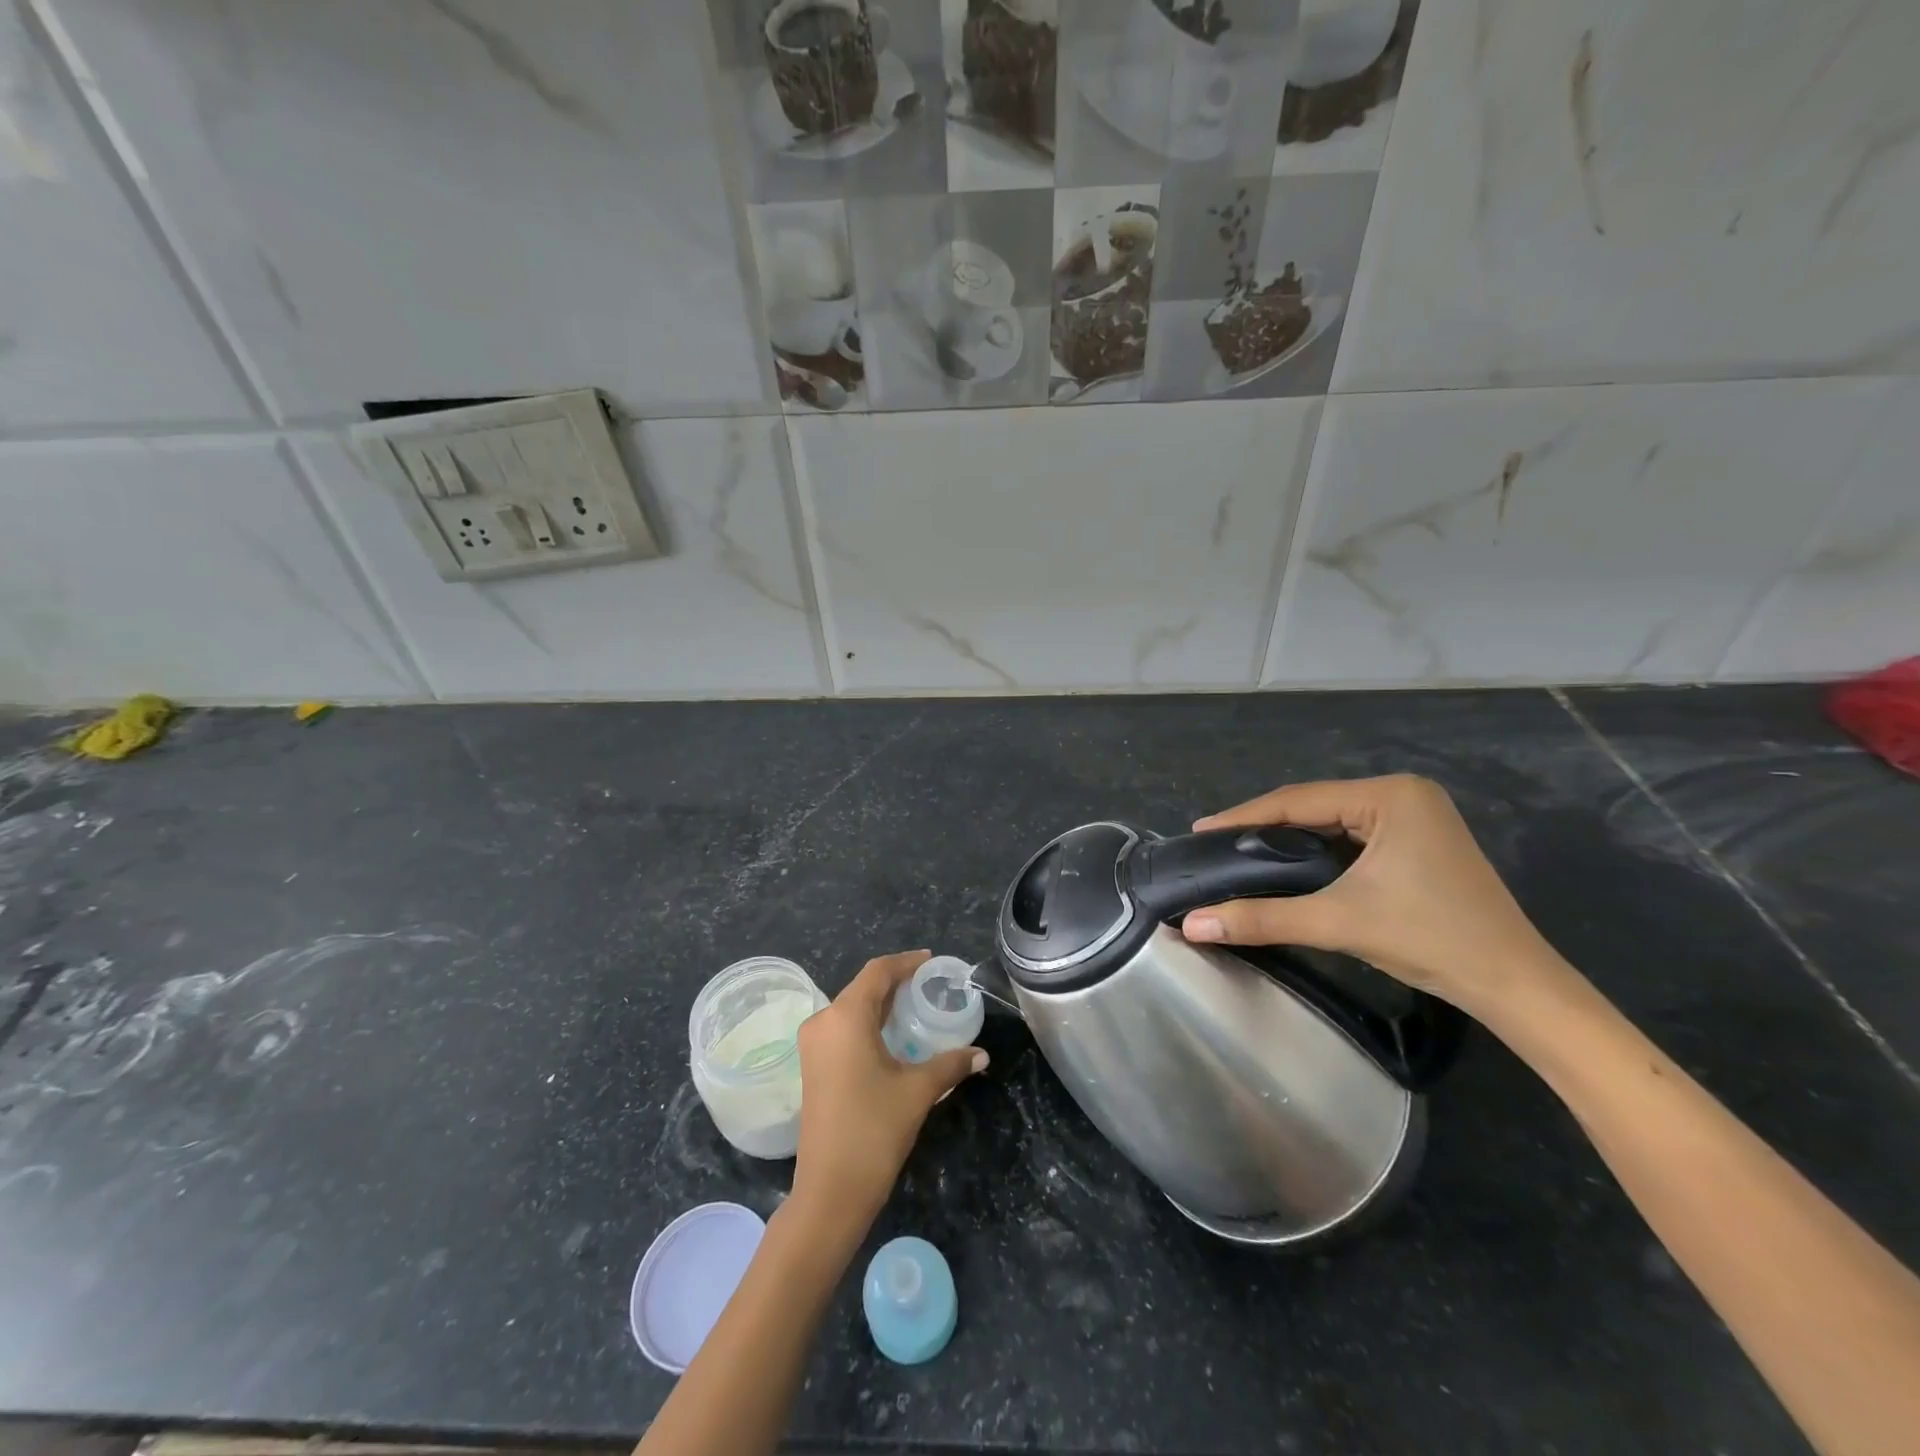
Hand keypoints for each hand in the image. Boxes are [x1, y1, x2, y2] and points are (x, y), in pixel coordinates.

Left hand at [791, 950, 987, 1223]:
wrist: (830, 1191)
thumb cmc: (873, 1130)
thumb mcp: (918, 1091)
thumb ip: (950, 1064)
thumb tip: (982, 1054)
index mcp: (845, 1017)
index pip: (877, 972)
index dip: (905, 962)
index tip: (931, 961)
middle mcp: (823, 1022)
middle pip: (863, 988)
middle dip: (896, 982)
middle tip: (930, 984)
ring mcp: (813, 1045)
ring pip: (852, 1009)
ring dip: (882, 1004)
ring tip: (916, 1005)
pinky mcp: (813, 1066)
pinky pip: (843, 1028)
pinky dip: (869, 1023)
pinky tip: (893, 1035)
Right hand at [1180, 775, 1565, 1016]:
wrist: (1515, 986)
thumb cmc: (1430, 939)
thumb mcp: (1338, 921)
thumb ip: (1261, 917)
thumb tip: (1192, 924)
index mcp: (1390, 795)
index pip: (1298, 800)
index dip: (1244, 816)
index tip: (1201, 830)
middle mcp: (1403, 794)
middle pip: (1314, 807)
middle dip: (1264, 827)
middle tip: (1217, 845)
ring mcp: (1417, 817)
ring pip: (1333, 822)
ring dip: (1290, 839)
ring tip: (1242, 853)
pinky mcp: (1420, 842)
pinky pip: (1353, 837)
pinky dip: (1318, 851)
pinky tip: (1291, 864)